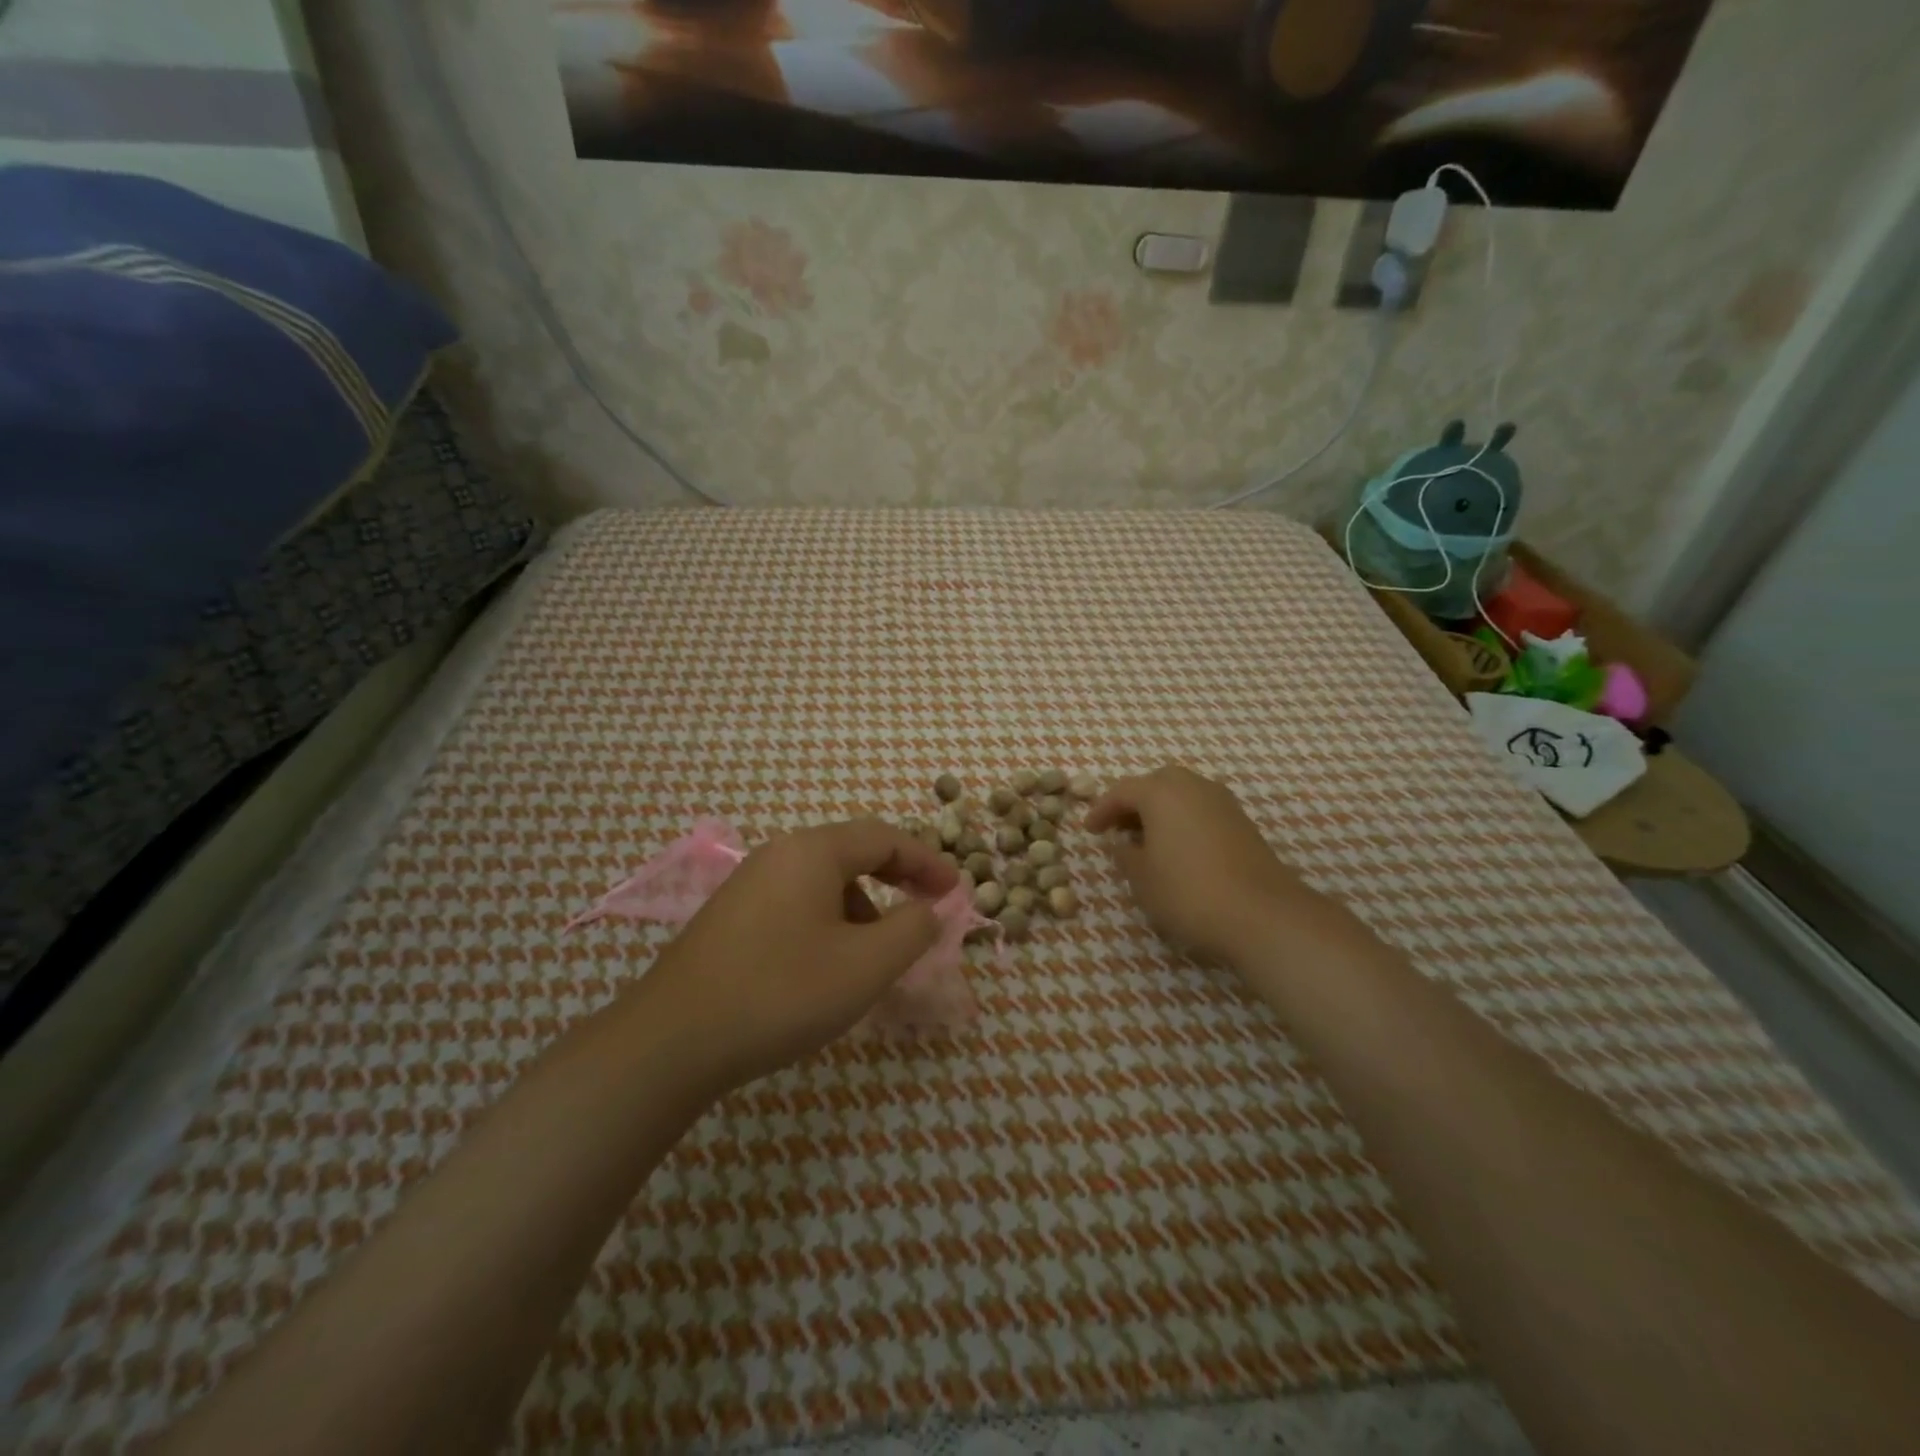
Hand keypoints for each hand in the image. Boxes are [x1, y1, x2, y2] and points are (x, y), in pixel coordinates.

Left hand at [631, 818, 956, 1093]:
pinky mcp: (731, 918)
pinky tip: (826, 971)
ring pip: (823, 884)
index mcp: (812, 852)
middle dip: (896, 883)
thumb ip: (913, 929)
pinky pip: (796, 906)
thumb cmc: (782, 992)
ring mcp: (749, 886)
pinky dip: (828, 926)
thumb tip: (928, 910)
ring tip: (874, 959)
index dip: (927, 861)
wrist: (672, 1041)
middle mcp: (779, 855)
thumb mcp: (866, 964)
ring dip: (862, 911)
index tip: (956, 890)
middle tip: (924, 916)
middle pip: (853, 855)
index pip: (885, 837)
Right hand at [1087, 765, 1325, 964]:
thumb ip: (1125, 855)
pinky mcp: (1242, 823)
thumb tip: (1124, 843)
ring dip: (1161, 811)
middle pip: (1156, 784)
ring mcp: (1222, 802)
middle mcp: (1193, 786)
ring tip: (1146, 839)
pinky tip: (1178, 849)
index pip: (1121, 791)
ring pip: (1182, 795)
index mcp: (1162, 792)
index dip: (1101, 810)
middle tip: (1118, 827)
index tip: (1089, 830)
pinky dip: (1183, 821)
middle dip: (1134, 802)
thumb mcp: (1142, 878)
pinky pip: (1201, 810)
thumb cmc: (1188, 892)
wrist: (1262, 915)